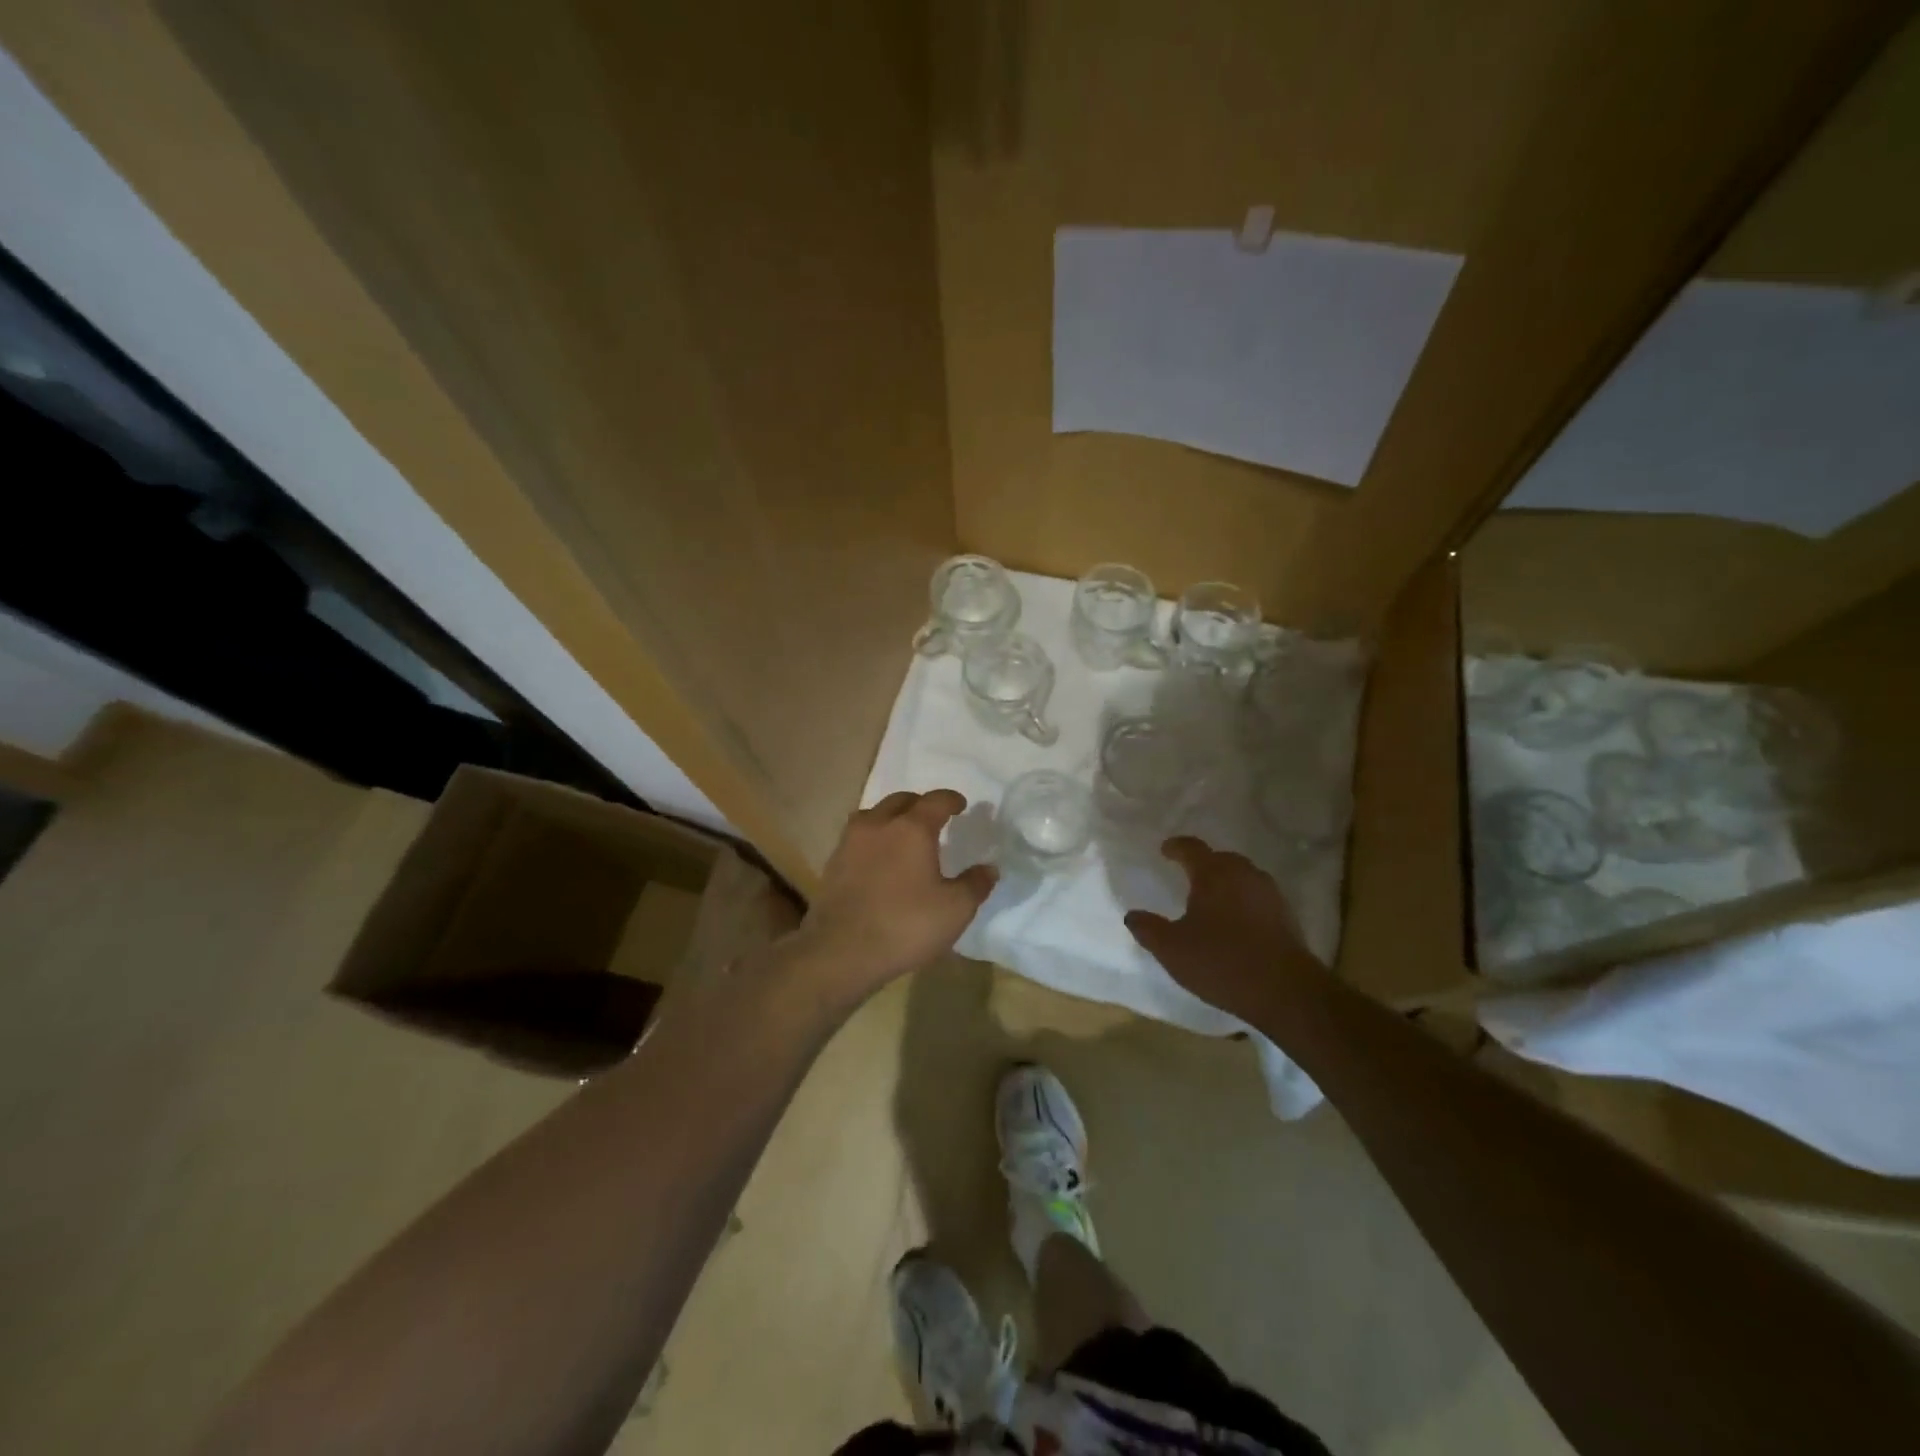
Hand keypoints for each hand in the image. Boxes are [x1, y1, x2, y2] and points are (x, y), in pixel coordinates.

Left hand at [790, 790, 995, 1002]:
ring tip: (903, 835)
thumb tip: (989, 868)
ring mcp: (851, 842)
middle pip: (901, 801)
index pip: (936, 800)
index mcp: (912, 829)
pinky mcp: (833, 863)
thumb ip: (975, 885)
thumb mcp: (955, 910)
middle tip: (933, 819)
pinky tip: (879, 859)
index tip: (960, 805)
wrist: (841, 951)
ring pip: (873, 815)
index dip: (951, 800)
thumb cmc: (905, 925)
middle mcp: (879, 825)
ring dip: (891, 818)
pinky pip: (857, 838)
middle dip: (919, 804)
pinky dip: (873, 839)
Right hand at [1123, 837, 1327, 1022]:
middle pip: (1221, 859)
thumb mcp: (1172, 949)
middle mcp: (1244, 874)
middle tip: (1188, 876)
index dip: (1176, 847)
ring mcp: (1269, 894)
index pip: (1192, 848)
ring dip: (1226, 883)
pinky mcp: (1287, 917)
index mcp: (1213, 874)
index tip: (1166, 850)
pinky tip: (1236, 922)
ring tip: (1212, 899)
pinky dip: (1243, 902)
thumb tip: (1132, 916)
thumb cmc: (1221, 961)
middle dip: (1204, 864)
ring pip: (1243, 878)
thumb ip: (1149, 929)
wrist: (1285, 991)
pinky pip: (1258, 898)